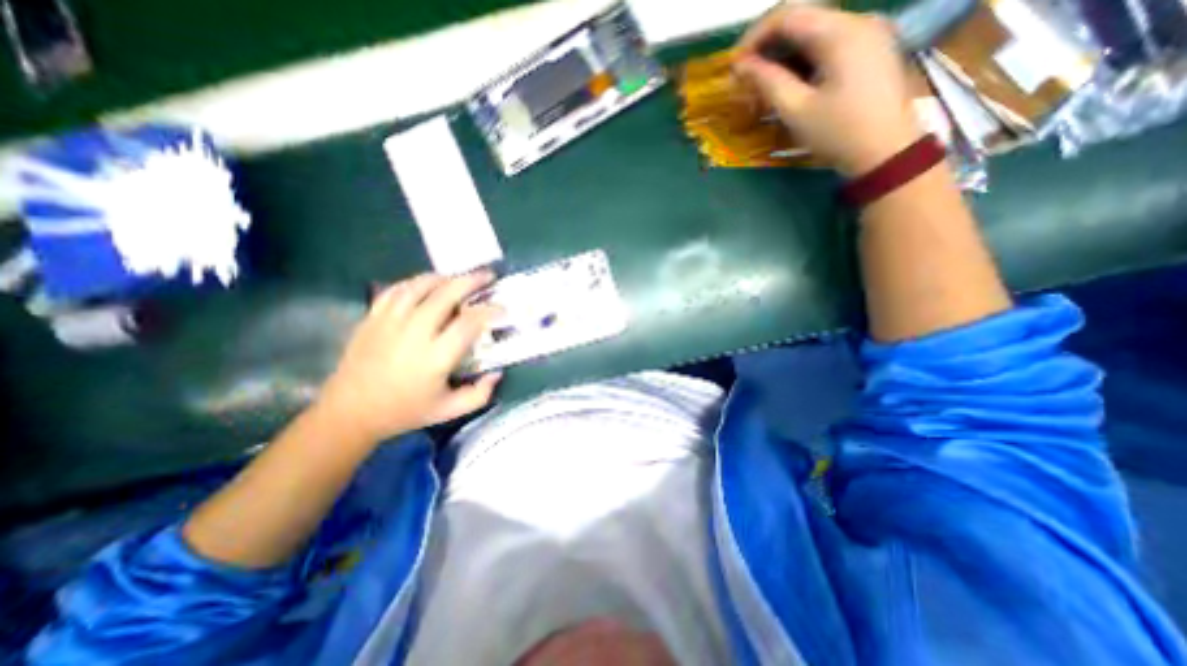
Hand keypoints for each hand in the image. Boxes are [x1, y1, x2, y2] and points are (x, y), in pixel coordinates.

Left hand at [310, 273, 498, 445]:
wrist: (350, 413)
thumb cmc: (404, 411)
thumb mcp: (448, 411)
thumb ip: (479, 395)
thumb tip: (497, 373)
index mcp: (435, 358)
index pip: (469, 323)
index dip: (489, 311)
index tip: (502, 309)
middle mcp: (414, 334)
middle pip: (445, 295)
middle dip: (470, 281)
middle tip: (487, 276)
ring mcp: (389, 323)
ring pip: (418, 286)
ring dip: (443, 278)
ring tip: (458, 277)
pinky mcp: (372, 319)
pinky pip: (395, 291)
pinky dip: (414, 282)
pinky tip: (425, 284)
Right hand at [739, 4, 921, 176]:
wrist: (886, 152)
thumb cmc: (838, 133)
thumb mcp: (796, 110)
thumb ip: (767, 81)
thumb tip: (740, 66)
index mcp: (840, 31)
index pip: (788, 14)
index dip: (755, 36)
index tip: (735, 66)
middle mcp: (856, 20)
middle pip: (802, 20)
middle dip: (768, 47)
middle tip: (746, 79)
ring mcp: (867, 34)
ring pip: (813, 33)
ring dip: (783, 56)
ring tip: (763, 86)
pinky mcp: (869, 50)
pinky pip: (827, 45)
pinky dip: (802, 61)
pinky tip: (790, 85)